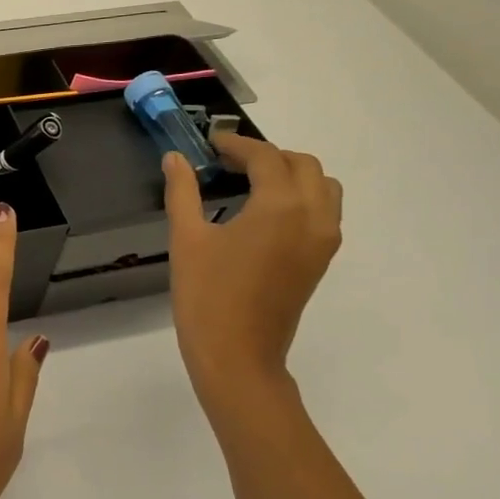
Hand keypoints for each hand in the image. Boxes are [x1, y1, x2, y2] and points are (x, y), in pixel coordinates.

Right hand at [163, 132, 341, 406]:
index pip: (265, 157)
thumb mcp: (186, 238)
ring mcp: (323, 239)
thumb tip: (175, 158)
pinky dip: (300, 196)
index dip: (236, 144)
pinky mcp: (322, 259)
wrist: (237, 355)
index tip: (209, 143)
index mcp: (280, 206)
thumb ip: (182, 192)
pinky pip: (324, 210)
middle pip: (302, 164)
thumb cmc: (206, 295)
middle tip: (227, 162)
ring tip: (250, 182)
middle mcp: (313, 215)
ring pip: (322, 186)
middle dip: (266, 155)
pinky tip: (263, 211)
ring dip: (290, 173)